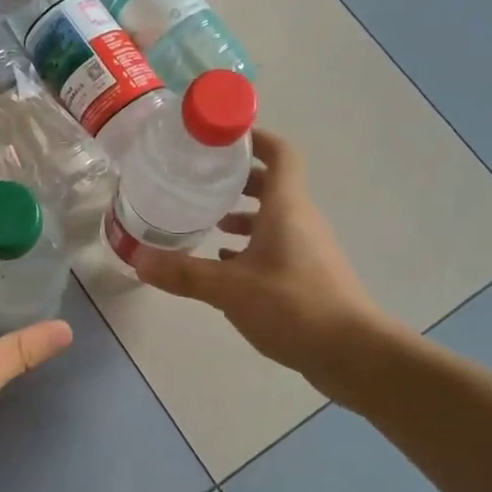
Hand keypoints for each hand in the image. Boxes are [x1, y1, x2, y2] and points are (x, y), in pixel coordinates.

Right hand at [132, 129, 402, 386]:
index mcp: (286, 206)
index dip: (255, 138)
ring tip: (204, 219)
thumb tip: (137, 259)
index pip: (280, 153)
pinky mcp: (307, 274)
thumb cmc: (293, 306)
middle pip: (271, 183)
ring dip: (241, 213)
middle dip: (236, 178)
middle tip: (197, 178)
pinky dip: (249, 244)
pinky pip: (274, 244)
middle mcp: (300, 219)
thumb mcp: (229, 288)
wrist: (353, 354)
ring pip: (272, 216)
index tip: (220, 138)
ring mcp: (307, 247)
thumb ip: (183, 272)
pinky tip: (222, 261)